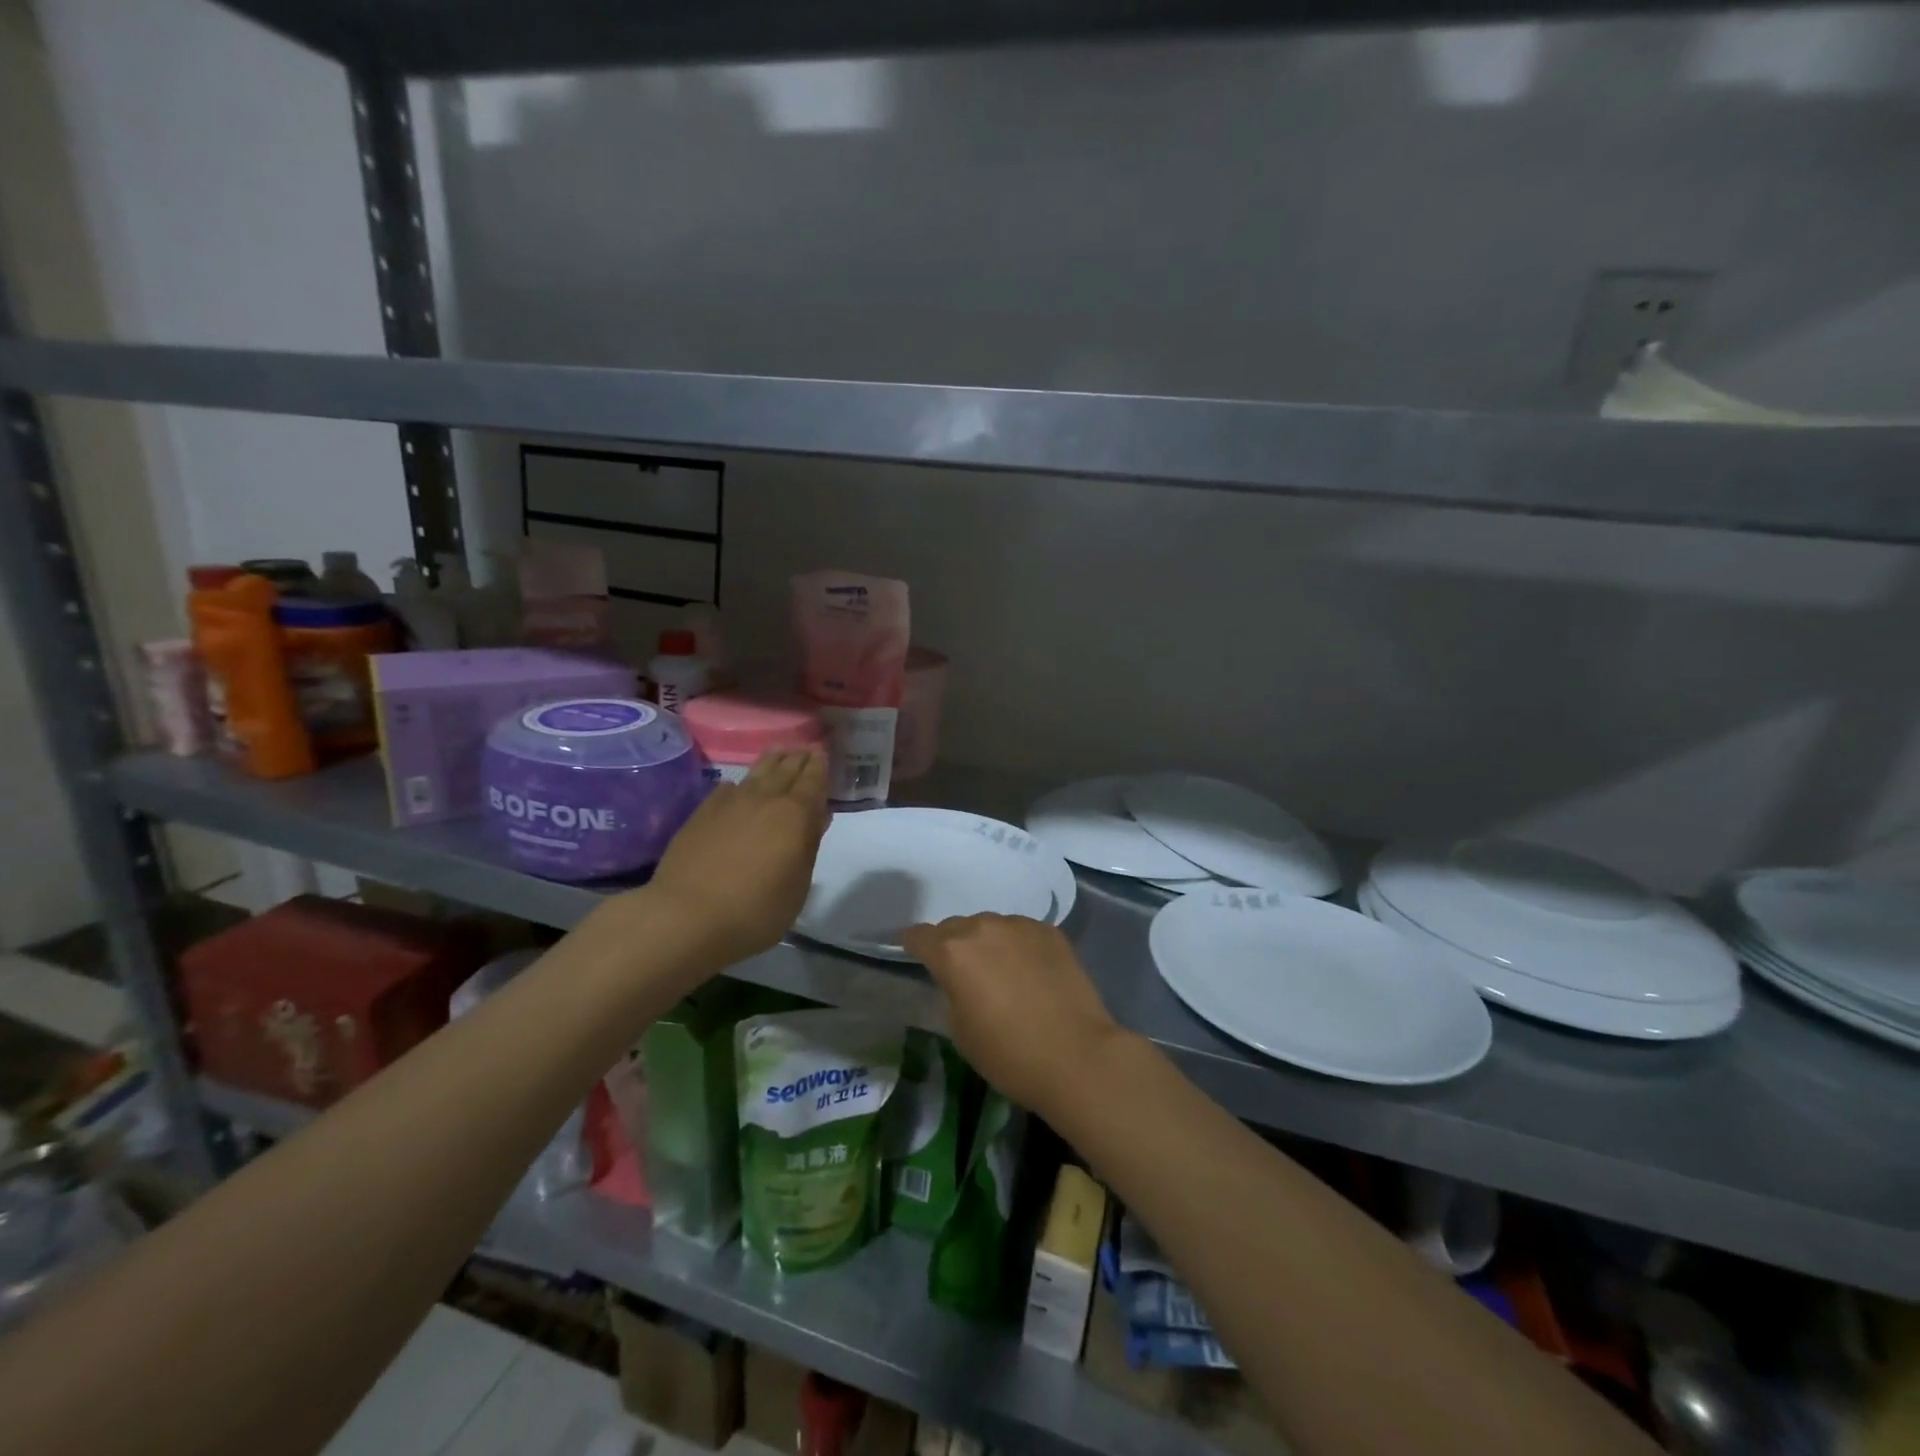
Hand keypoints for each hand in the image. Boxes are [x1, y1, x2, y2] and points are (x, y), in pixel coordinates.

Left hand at [629, 749, 828, 971]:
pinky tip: (739, 787)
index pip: (812, 780)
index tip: (823, 753)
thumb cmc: (755, 910)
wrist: (686, 916)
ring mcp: (729, 803)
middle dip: (799, 758)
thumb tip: (816, 817)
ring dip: (772, 761)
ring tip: (779, 752)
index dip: (819, 767)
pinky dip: (741, 783)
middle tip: (806, 748)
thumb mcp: (797, 886)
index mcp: (795, 814)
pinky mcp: (702, 813)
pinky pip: (728, 788)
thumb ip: (808, 847)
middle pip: (786, 769)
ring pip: (757, 773)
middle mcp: (764, 799)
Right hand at [901, 914, 1125, 1116]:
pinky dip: (1018, 946)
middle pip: (955, 927)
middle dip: (953, 946)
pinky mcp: (1050, 931)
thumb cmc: (1009, 1054)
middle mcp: (983, 927)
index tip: (916, 957)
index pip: (919, 935)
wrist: (1077, 1056)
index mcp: (952, 952)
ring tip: (1001, 973)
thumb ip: (950, 991)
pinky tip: (1031, 972)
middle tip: (964, 974)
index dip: (914, 946)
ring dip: (988, 943)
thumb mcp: (960, 1030)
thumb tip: (958, 979)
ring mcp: (1020, 925)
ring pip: (991, 926)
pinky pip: (1021, 932)